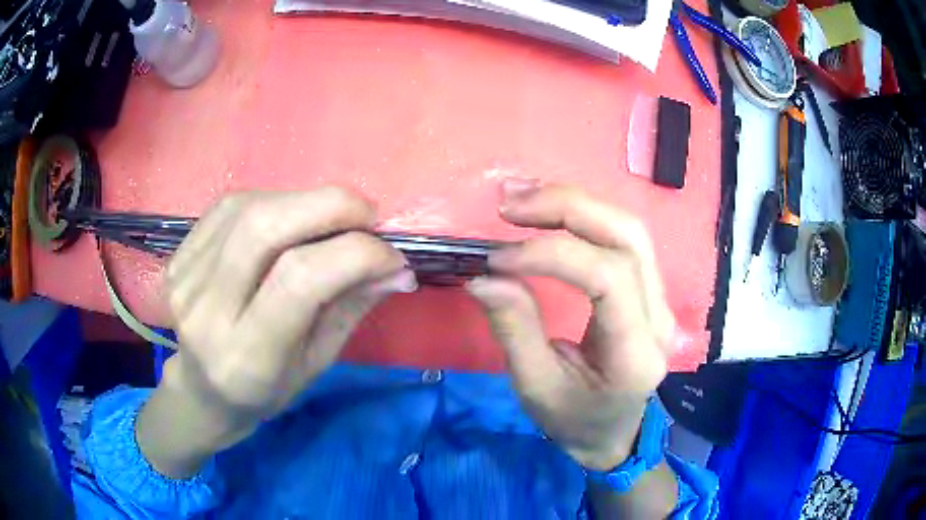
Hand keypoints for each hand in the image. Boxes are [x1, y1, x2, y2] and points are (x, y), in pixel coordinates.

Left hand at [138, 188, 415, 476]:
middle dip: (330, 206)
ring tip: (330, 219)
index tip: (393, 255)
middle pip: (264, 228)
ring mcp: (185, 279)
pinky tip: (288, 218)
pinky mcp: (177, 256)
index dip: (356, 253)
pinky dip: (271, 200)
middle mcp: (206, 312)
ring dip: (303, 201)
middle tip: (367, 215)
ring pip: (248, 208)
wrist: (203, 389)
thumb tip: (397, 267)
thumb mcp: (316, 363)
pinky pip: (228, 207)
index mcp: (247, 357)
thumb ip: (351, 308)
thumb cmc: (265, 389)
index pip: (299, 279)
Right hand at [467, 181, 674, 470]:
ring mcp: (660, 299)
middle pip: (629, 236)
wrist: (614, 434)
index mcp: (635, 352)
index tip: (498, 259)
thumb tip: (483, 277)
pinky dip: (583, 217)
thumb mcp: (537, 388)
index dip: (551, 255)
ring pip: (629, 228)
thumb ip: (515, 330)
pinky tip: (548, 213)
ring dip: (575, 204)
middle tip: (510, 206)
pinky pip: (622, 239)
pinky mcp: (648, 290)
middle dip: (568, 208)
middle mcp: (659, 316)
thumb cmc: (576, 420)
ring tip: (523, 200)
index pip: (608, 277)